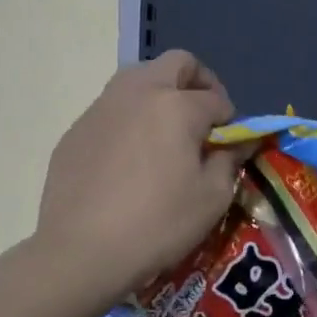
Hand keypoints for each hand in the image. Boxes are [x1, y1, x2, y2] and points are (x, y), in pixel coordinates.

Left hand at [34, 50, 244, 316]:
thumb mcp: (212, 197)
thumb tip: (241, 142)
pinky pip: (111, 109)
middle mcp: (138, 93)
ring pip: (138, 79)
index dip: (230, 120)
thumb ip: (230, 160)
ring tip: (165, 134)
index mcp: (177, 106)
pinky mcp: (76, 130)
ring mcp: (101, 108)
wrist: (81, 253)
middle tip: (202, 118)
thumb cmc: (158, 223)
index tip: (230, 144)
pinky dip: (129, 120)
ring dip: (160, 94)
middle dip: (197, 82)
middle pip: (176, 64)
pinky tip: (128, 160)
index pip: (216, 99)